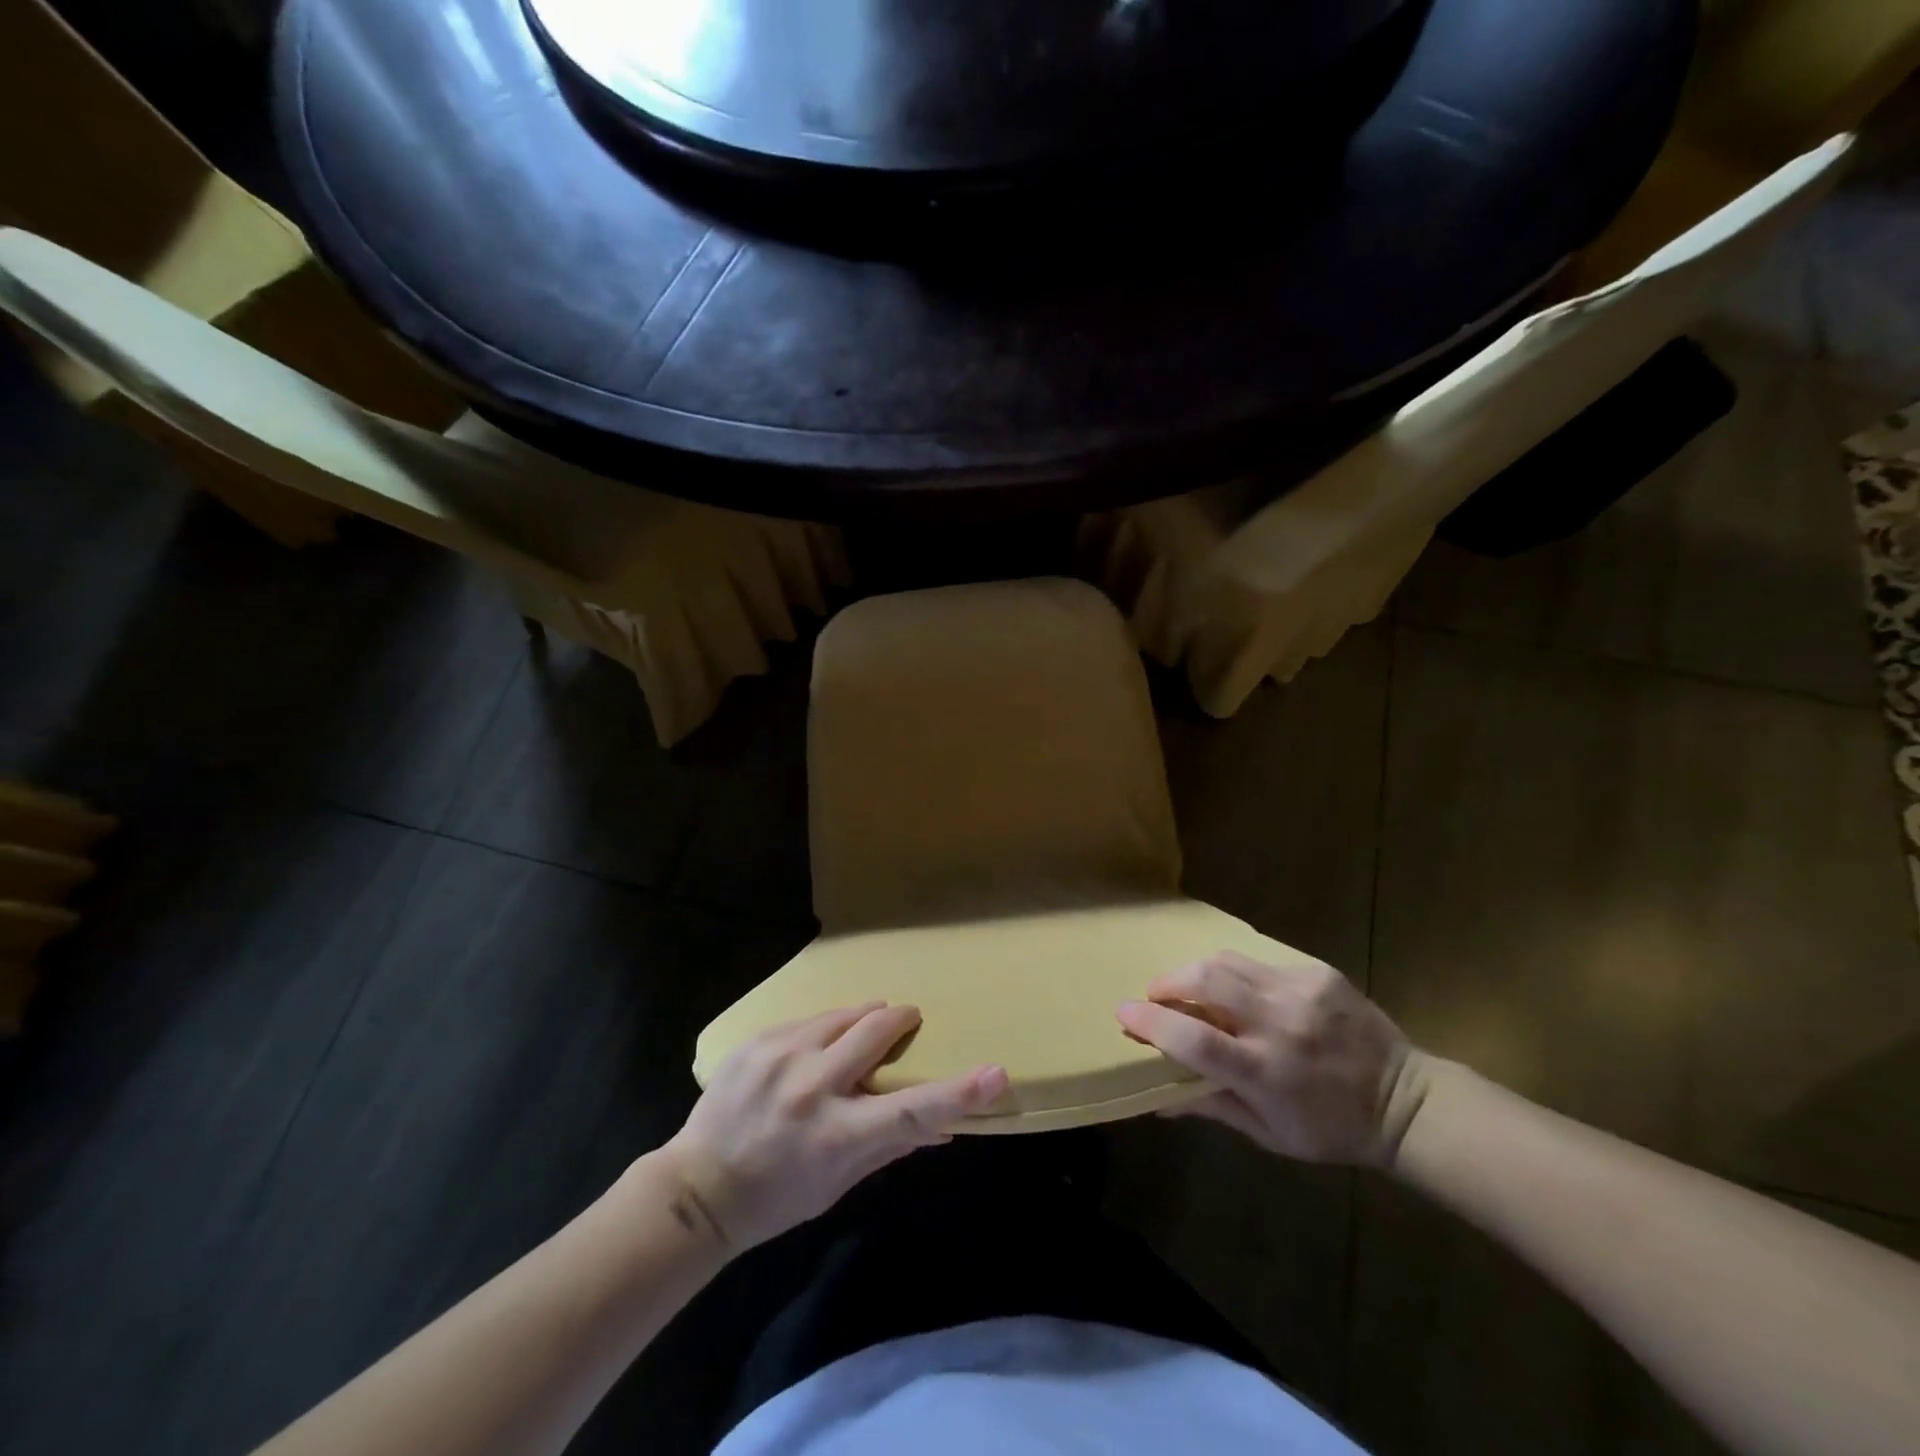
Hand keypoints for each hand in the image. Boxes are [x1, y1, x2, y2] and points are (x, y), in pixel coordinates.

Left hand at [665, 1003, 1008, 1250]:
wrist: (696, 1189)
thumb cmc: (776, 1197)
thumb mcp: (838, 1184)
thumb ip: (891, 1145)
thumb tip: (945, 1127)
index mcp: (837, 1134)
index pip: (912, 1109)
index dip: (959, 1092)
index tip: (996, 1073)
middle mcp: (811, 1085)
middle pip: (876, 1030)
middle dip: (900, 1019)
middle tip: (908, 1021)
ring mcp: (780, 1055)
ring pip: (843, 1014)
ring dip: (862, 1019)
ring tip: (861, 1032)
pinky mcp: (758, 1040)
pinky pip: (808, 1020)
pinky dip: (824, 1030)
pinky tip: (813, 1050)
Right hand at [1116, 951, 1429, 1166]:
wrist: (1406, 1101)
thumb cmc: (1330, 1128)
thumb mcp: (1269, 1134)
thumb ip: (1212, 1108)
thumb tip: (1157, 1101)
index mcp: (1265, 1071)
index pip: (1193, 1039)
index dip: (1151, 1023)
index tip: (1124, 1013)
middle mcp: (1279, 1023)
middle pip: (1206, 980)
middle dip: (1168, 982)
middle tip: (1156, 994)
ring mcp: (1301, 991)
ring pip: (1227, 961)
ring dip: (1197, 971)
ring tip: (1190, 986)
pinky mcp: (1318, 972)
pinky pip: (1260, 962)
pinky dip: (1239, 974)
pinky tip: (1243, 992)